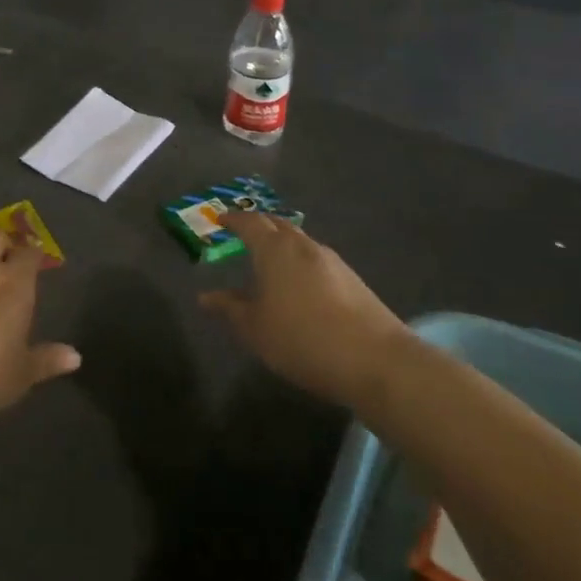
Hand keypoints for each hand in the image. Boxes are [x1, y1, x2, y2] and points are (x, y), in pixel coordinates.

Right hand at [198, 212, 406, 408]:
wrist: (375, 360)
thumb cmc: (301, 339)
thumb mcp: (255, 329)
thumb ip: (229, 308)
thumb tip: (205, 297)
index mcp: (275, 249)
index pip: (249, 222)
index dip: (233, 220)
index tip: (220, 220)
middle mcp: (303, 245)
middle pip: (278, 224)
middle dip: (259, 225)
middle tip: (244, 233)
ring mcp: (332, 260)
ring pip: (300, 241)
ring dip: (283, 244)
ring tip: (270, 260)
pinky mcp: (353, 280)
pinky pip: (317, 260)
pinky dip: (301, 262)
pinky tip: (300, 284)